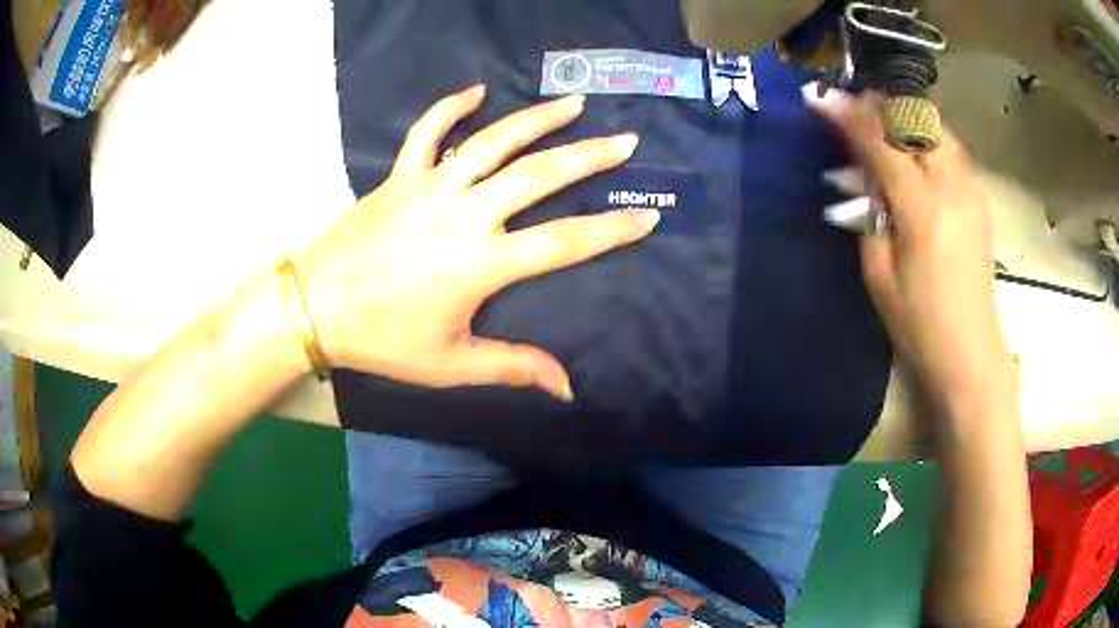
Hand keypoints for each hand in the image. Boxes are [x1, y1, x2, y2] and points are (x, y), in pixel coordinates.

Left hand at [295, 85, 656, 399]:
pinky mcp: (401, 176)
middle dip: (589, 157)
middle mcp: (465, 214)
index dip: (610, 230)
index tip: (646, 215)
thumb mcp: (451, 364)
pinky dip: (451, 106)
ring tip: (574, 105)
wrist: (316, 306)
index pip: (563, 242)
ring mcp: (430, 187)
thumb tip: (566, 389)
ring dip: (537, 120)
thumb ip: (512, 368)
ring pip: (493, 142)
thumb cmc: (383, 340)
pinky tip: (476, 90)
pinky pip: (428, 132)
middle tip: (626, 141)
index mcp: (481, 264)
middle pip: (539, 176)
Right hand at [805, 87, 1014, 408]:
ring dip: (904, 115)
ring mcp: (972, 190)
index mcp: (923, 210)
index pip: (881, 142)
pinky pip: (950, 147)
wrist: (970, 351)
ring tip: (882, 122)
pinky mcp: (979, 197)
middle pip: (915, 120)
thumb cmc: (919, 323)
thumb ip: (870, 212)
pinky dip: (926, 134)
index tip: (819, 97)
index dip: (848, 115)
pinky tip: (913, 148)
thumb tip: (863, 173)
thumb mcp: (879, 273)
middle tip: (853, 107)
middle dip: (880, 104)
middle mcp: (953, 188)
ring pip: (937, 127)